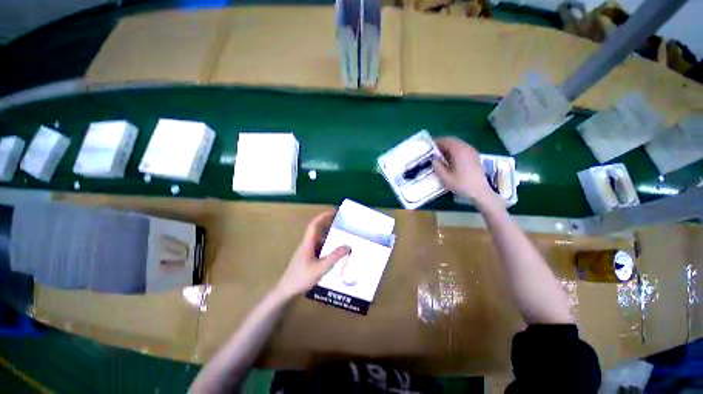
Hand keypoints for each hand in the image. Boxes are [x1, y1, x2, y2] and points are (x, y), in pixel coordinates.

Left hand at [274, 211, 350, 299]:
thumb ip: (334, 257)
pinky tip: (334, 254)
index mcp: (308, 243)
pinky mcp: (307, 259)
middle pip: (317, 231)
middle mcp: (307, 245)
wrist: (287, 290)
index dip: (323, 216)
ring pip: (319, 241)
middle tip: (341, 225)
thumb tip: (348, 246)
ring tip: (341, 239)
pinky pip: (319, 249)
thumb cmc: (302, 277)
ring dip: (328, 238)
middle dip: (328, 226)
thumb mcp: (321, 267)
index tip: (333, 212)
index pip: (314, 225)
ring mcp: (306, 252)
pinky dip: (327, 248)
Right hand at [432, 137, 496, 205]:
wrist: (480, 192)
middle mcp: (467, 148)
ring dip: (448, 147)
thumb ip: (437, 166)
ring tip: (439, 155)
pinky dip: (454, 151)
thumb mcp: (445, 177)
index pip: (446, 140)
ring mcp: (472, 152)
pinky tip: (449, 159)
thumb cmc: (462, 184)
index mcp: (459, 151)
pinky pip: (463, 149)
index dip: (436, 141)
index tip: (428, 145)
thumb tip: (433, 158)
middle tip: (433, 150)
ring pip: (458, 144)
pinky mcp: (475, 157)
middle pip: (453, 141)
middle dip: (442, 144)